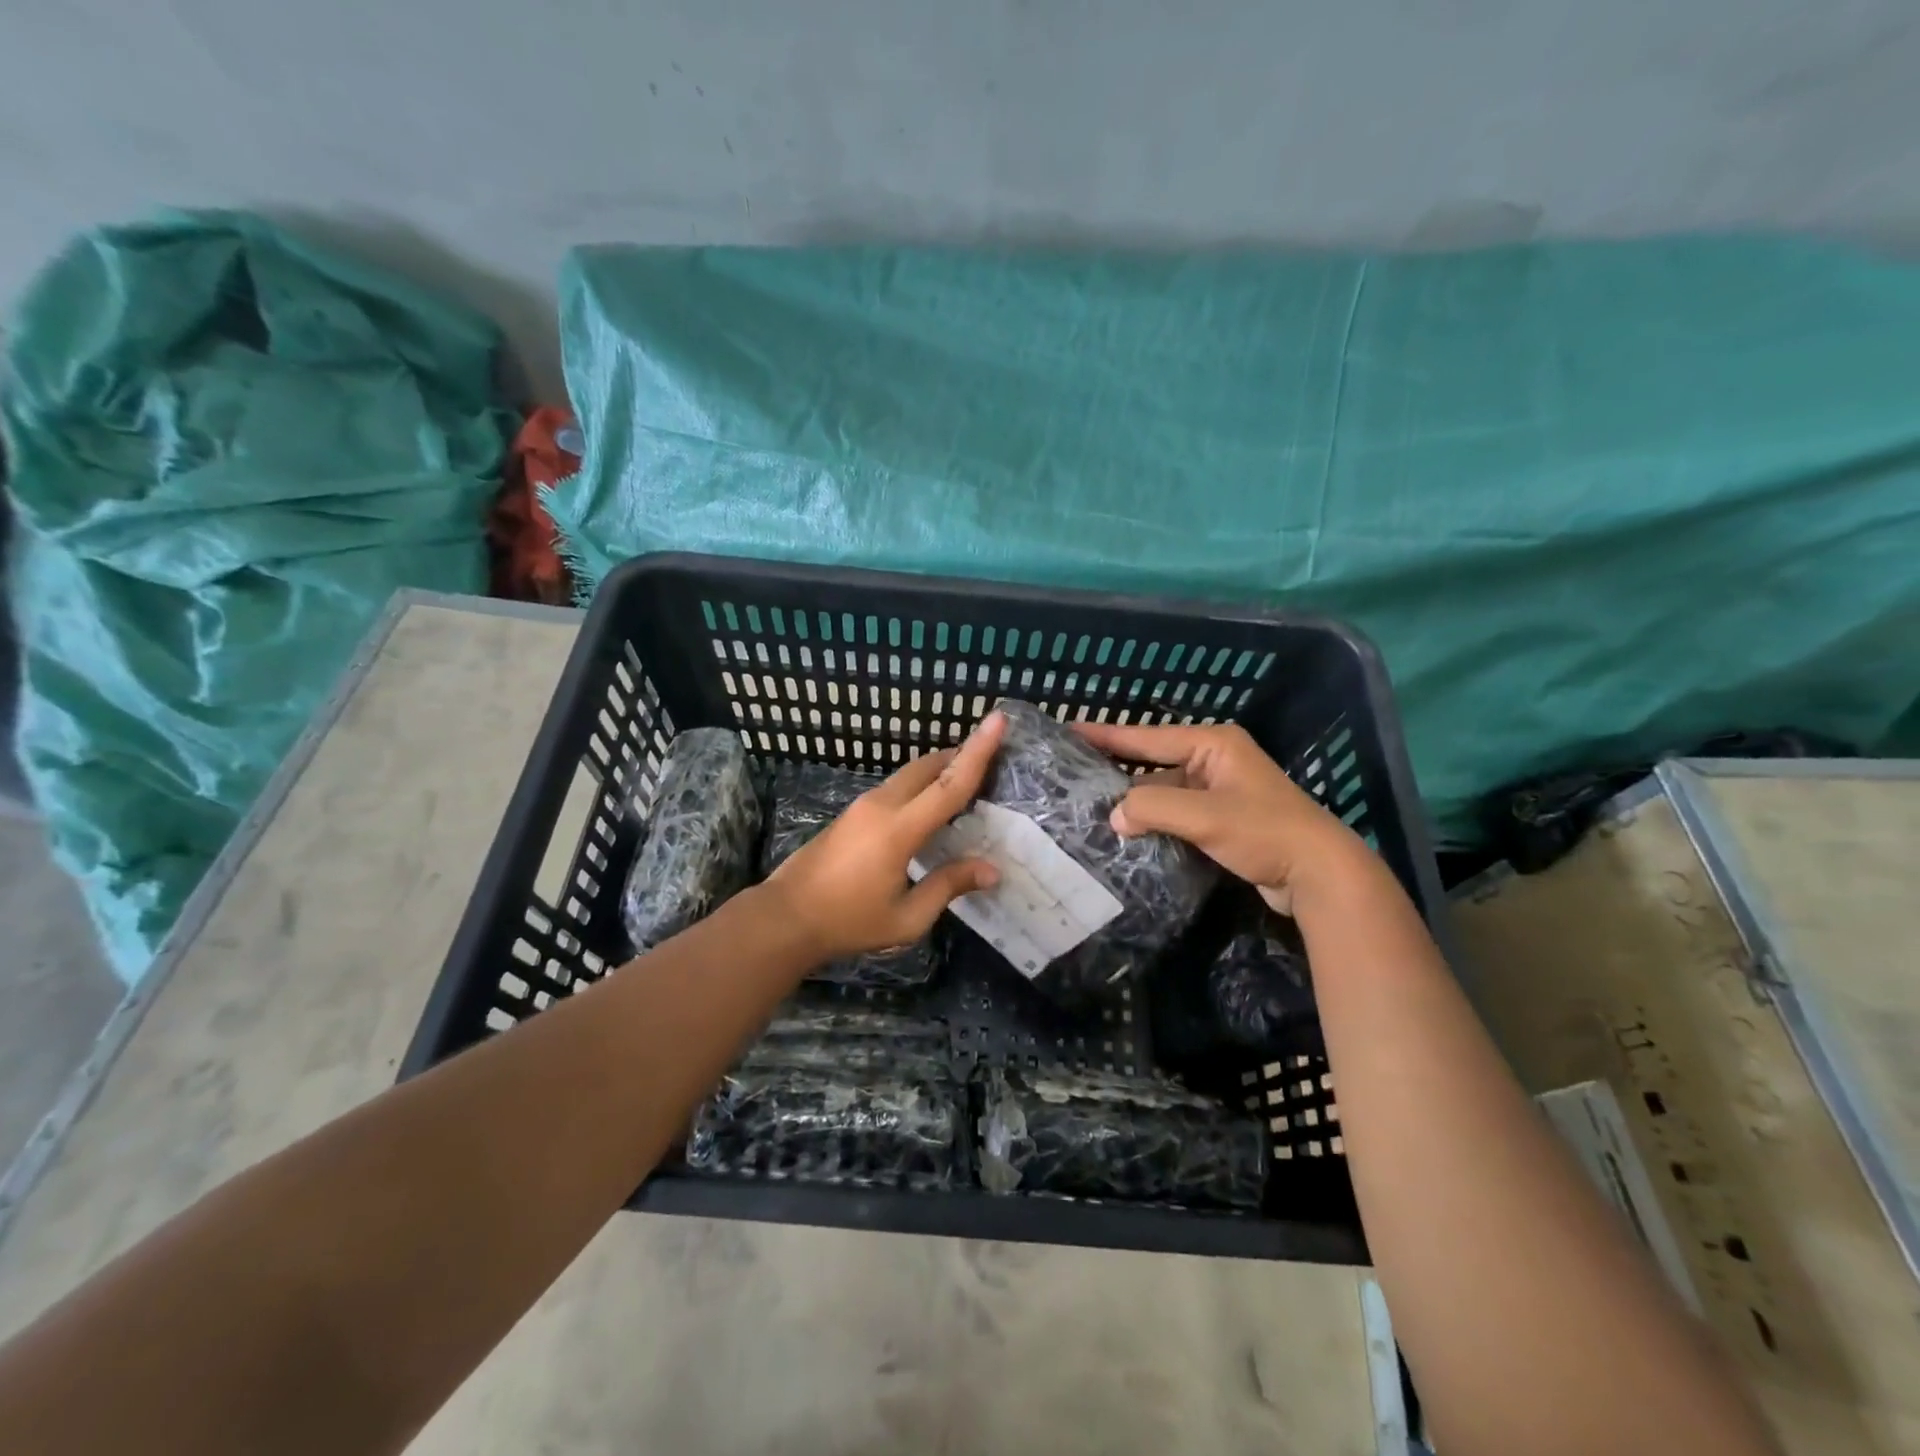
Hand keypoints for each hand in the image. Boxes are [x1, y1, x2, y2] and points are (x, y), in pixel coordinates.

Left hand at [764, 712, 1006, 959]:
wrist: (786, 917)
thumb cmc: (848, 921)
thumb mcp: (906, 917)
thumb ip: (948, 887)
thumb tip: (991, 870)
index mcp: (899, 829)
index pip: (949, 784)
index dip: (978, 752)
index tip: (998, 720)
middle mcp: (882, 806)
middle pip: (929, 766)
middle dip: (961, 754)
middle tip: (994, 756)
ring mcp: (863, 805)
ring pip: (910, 773)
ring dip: (939, 770)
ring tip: (967, 779)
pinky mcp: (853, 812)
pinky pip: (896, 787)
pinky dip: (921, 784)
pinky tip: (930, 806)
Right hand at [1073, 720, 1366, 914]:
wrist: (1320, 873)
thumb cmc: (1263, 831)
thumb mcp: (1204, 816)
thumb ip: (1152, 809)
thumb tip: (1114, 817)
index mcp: (1213, 745)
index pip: (1146, 737)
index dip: (1106, 735)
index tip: (1068, 731)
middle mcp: (1214, 761)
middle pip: (1153, 764)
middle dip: (1116, 773)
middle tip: (1073, 777)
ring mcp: (1219, 792)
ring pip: (1163, 793)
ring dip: (1135, 805)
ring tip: (1091, 810)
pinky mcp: (1222, 820)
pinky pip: (1176, 814)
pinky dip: (1154, 822)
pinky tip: (1126, 833)